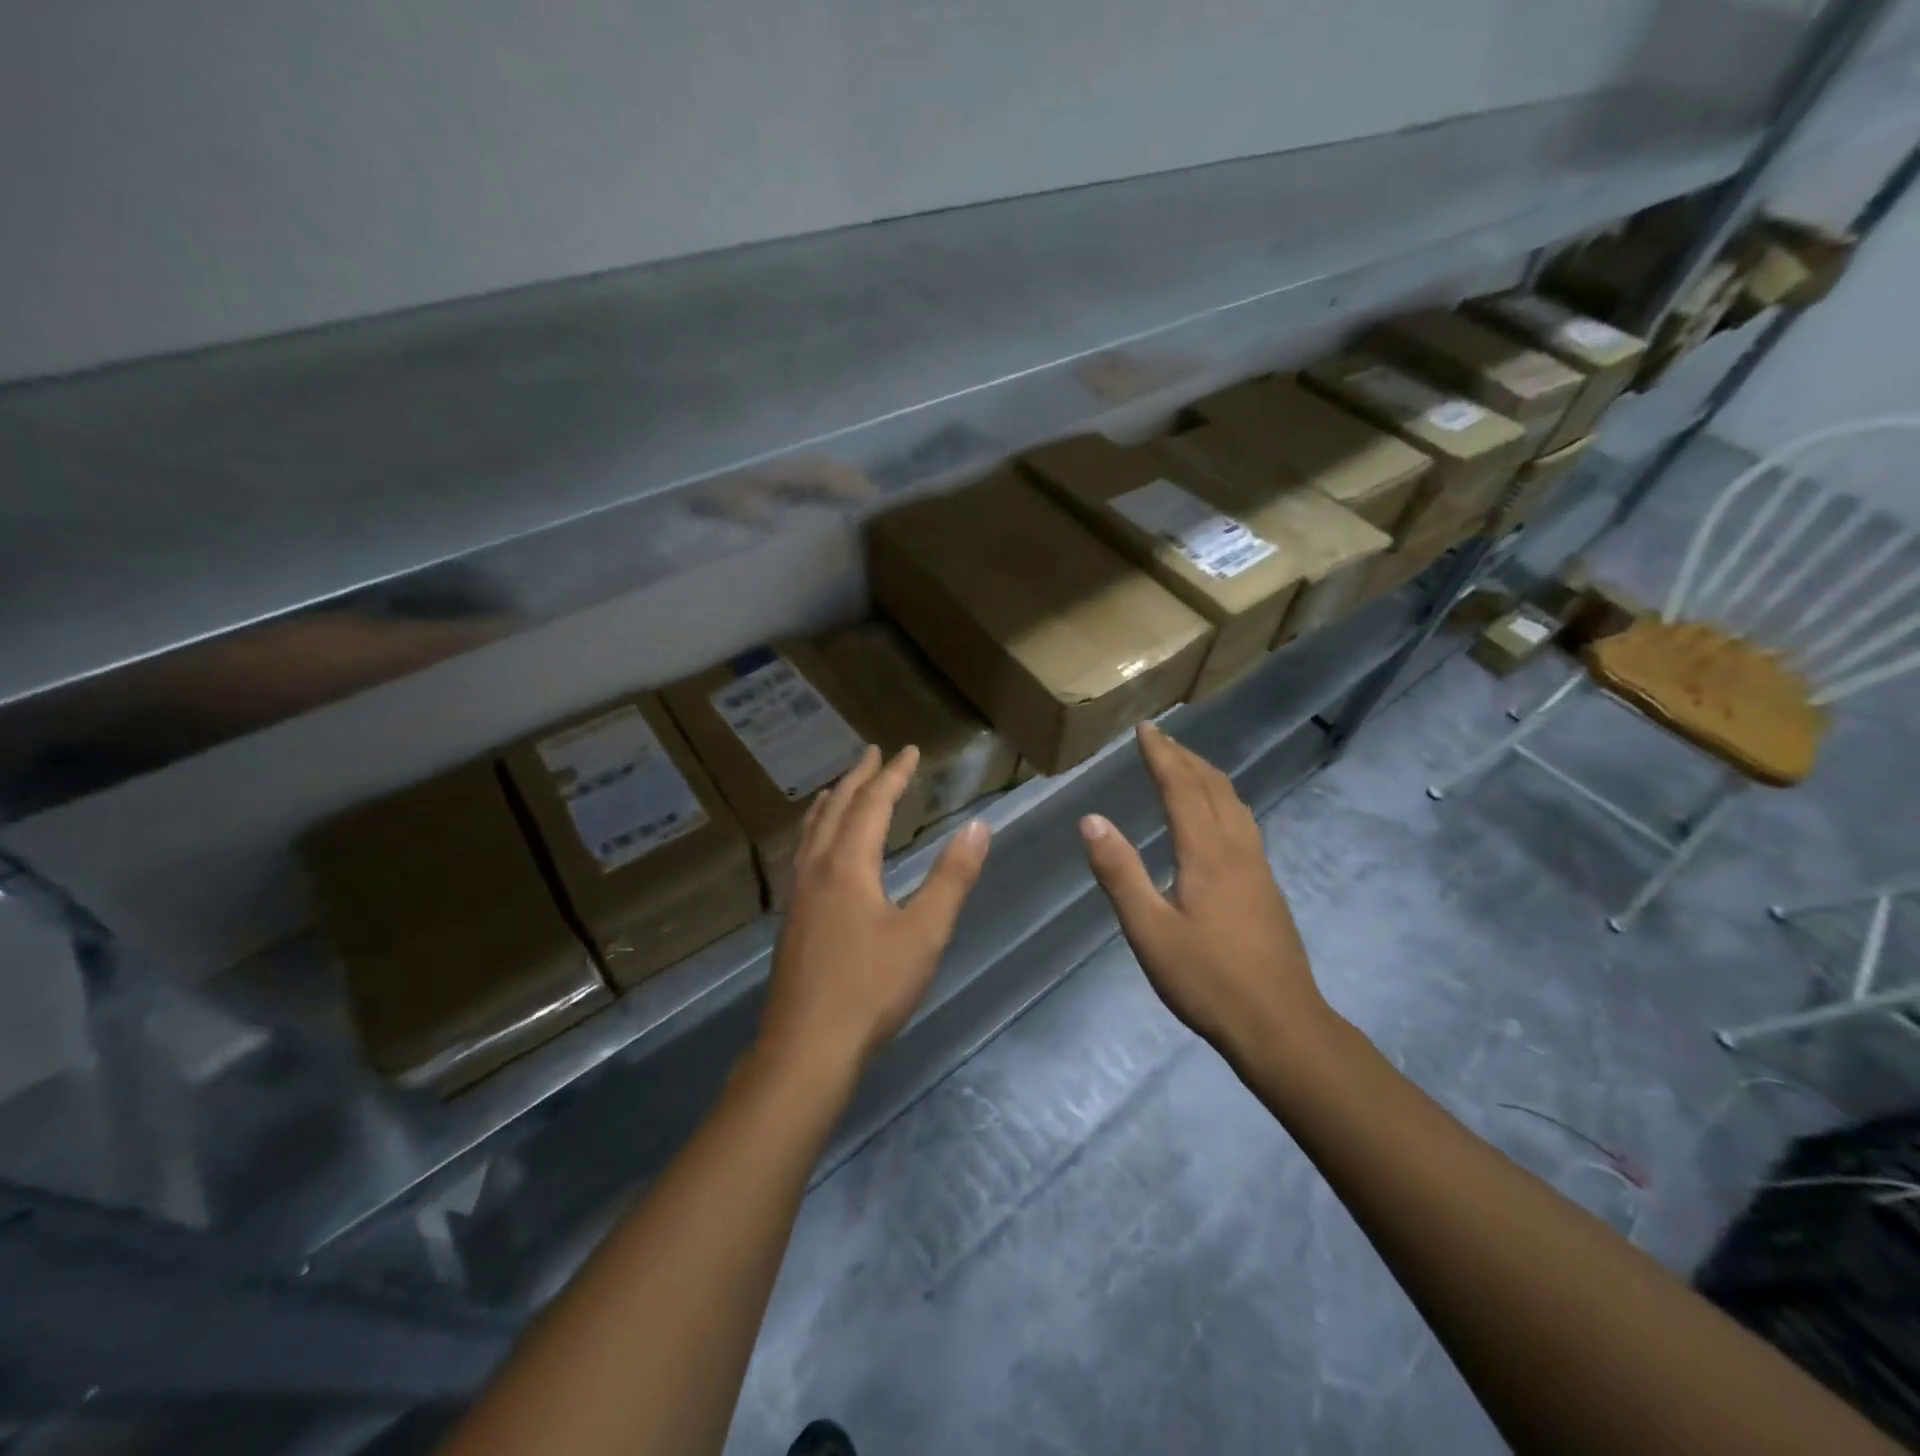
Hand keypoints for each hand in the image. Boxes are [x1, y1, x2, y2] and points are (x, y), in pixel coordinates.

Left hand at [759, 745, 991, 1075]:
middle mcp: (817, 869)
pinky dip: (815, 832)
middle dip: (858, 777)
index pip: (873, 804)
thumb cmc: (870, 988)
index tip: (909, 750)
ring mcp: (798, 895)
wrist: (806, 1047)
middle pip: (837, 809)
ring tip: (838, 789)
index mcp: (848, 865)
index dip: (893, 774)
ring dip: (831, 803)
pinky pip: (803, 854)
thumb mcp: (924, 933)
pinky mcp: (791, 920)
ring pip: (812, 832)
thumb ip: (951, 878)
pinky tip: (818, 852)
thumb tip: (977, 827)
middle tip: (873, 753)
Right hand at [1079, 723, 1328, 1062]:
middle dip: (1184, 757)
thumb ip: (1120, 872)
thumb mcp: (1149, 930)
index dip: (1161, 755)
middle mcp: (1237, 848)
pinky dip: (1222, 799)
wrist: (1281, 1025)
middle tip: (1160, 737)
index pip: (1181, 787)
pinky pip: (1243, 822)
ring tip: (1186, 764)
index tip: (1145, 729)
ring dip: (1207, 775)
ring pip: (1234, 803)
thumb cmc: (1207, 979)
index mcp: (1206, 853)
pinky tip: (1217, 816)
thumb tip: (1092, 819)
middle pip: (1212, 787)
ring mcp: (1258, 867)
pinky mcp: (1266, 886)